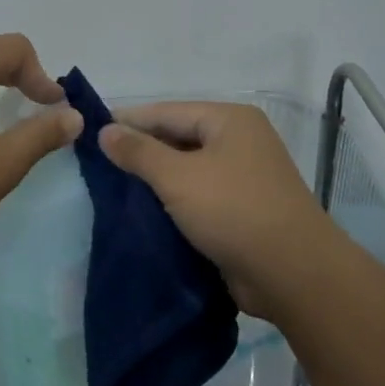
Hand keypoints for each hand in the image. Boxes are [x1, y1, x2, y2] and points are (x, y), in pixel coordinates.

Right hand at [97, 102, 346, 320]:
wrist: (293, 274)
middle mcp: (239, 141)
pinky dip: (173, 201)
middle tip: (98, 163)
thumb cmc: (234, 211)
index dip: (128, 120)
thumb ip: (139, 152)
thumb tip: (105, 131)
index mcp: (229, 121)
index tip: (91, 131)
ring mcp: (244, 177)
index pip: (167, 112)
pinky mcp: (242, 210)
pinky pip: (199, 195)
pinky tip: (143, 211)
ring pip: (187, 169)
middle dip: (141, 151)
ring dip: (155, 179)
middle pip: (178, 138)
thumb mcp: (178, 177)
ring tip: (113, 188)